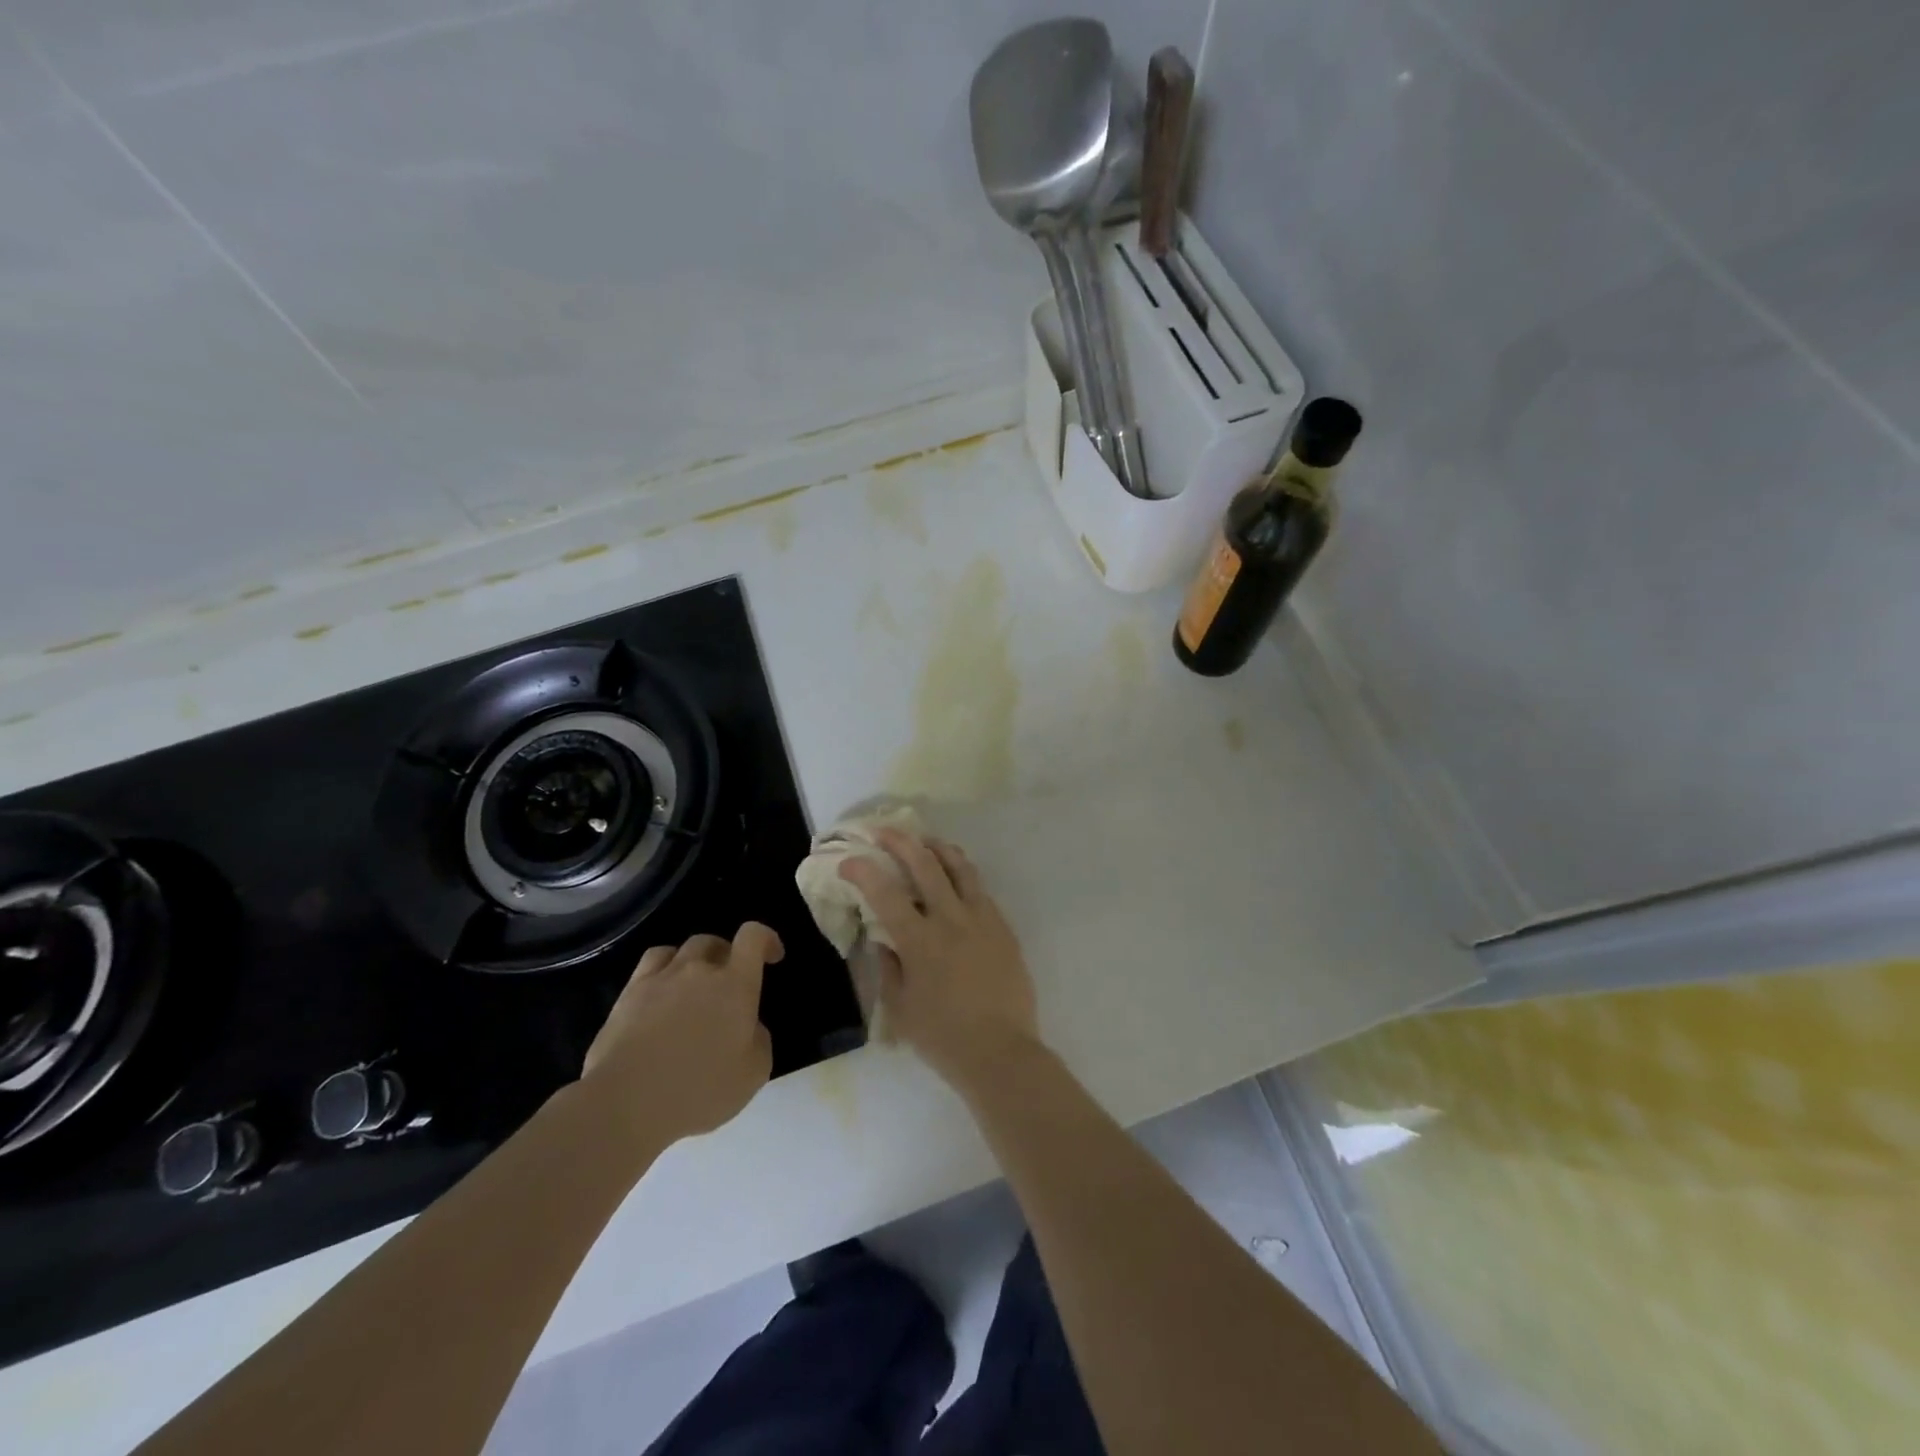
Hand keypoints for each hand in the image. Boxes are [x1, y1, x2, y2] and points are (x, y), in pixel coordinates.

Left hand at [579, 923, 783, 1146]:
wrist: (626, 1103)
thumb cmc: (699, 1089)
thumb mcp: (754, 1074)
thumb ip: (759, 1040)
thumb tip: (748, 1026)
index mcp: (736, 984)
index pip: (753, 936)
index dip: (766, 939)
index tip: (772, 956)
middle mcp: (699, 970)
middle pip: (714, 942)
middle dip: (726, 955)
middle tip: (728, 983)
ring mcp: (660, 979)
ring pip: (680, 949)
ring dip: (693, 961)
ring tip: (692, 985)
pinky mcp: (628, 994)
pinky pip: (651, 964)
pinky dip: (662, 970)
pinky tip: (661, 993)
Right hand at [841, 830, 1038, 1093]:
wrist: (1002, 1052)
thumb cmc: (943, 1037)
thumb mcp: (900, 1008)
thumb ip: (888, 968)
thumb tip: (884, 939)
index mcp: (920, 941)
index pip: (885, 893)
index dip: (863, 871)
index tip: (849, 861)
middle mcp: (951, 919)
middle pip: (924, 864)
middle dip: (899, 841)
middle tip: (883, 832)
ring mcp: (982, 918)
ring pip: (959, 867)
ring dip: (937, 847)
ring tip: (923, 840)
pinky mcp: (1003, 926)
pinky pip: (980, 889)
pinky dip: (962, 874)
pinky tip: (954, 877)